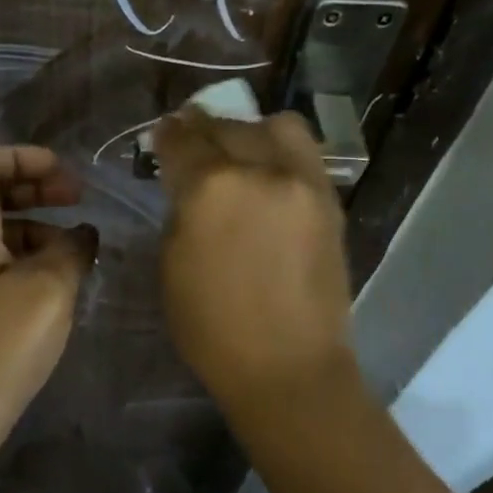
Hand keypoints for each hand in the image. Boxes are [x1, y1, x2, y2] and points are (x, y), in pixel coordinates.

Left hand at [0, 146, 97, 462]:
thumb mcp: (49, 290)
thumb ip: (71, 250)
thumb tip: (83, 233)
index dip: (23, 157)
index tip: (65, 175)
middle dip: (37, 187)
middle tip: (79, 198)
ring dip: (39, 225)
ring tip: (80, 246)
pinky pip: (0, 261)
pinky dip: (31, 256)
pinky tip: (63, 278)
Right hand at [152, 108, 354, 412]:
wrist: (289, 366)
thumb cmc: (214, 329)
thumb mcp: (172, 265)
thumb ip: (181, 212)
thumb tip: (188, 186)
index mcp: (211, 188)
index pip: (183, 140)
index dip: (168, 134)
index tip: (163, 134)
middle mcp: (261, 170)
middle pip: (228, 126)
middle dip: (204, 128)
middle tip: (193, 140)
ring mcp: (303, 182)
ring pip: (276, 126)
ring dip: (251, 132)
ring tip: (240, 153)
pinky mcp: (330, 200)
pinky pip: (304, 154)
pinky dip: (281, 153)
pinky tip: (269, 176)